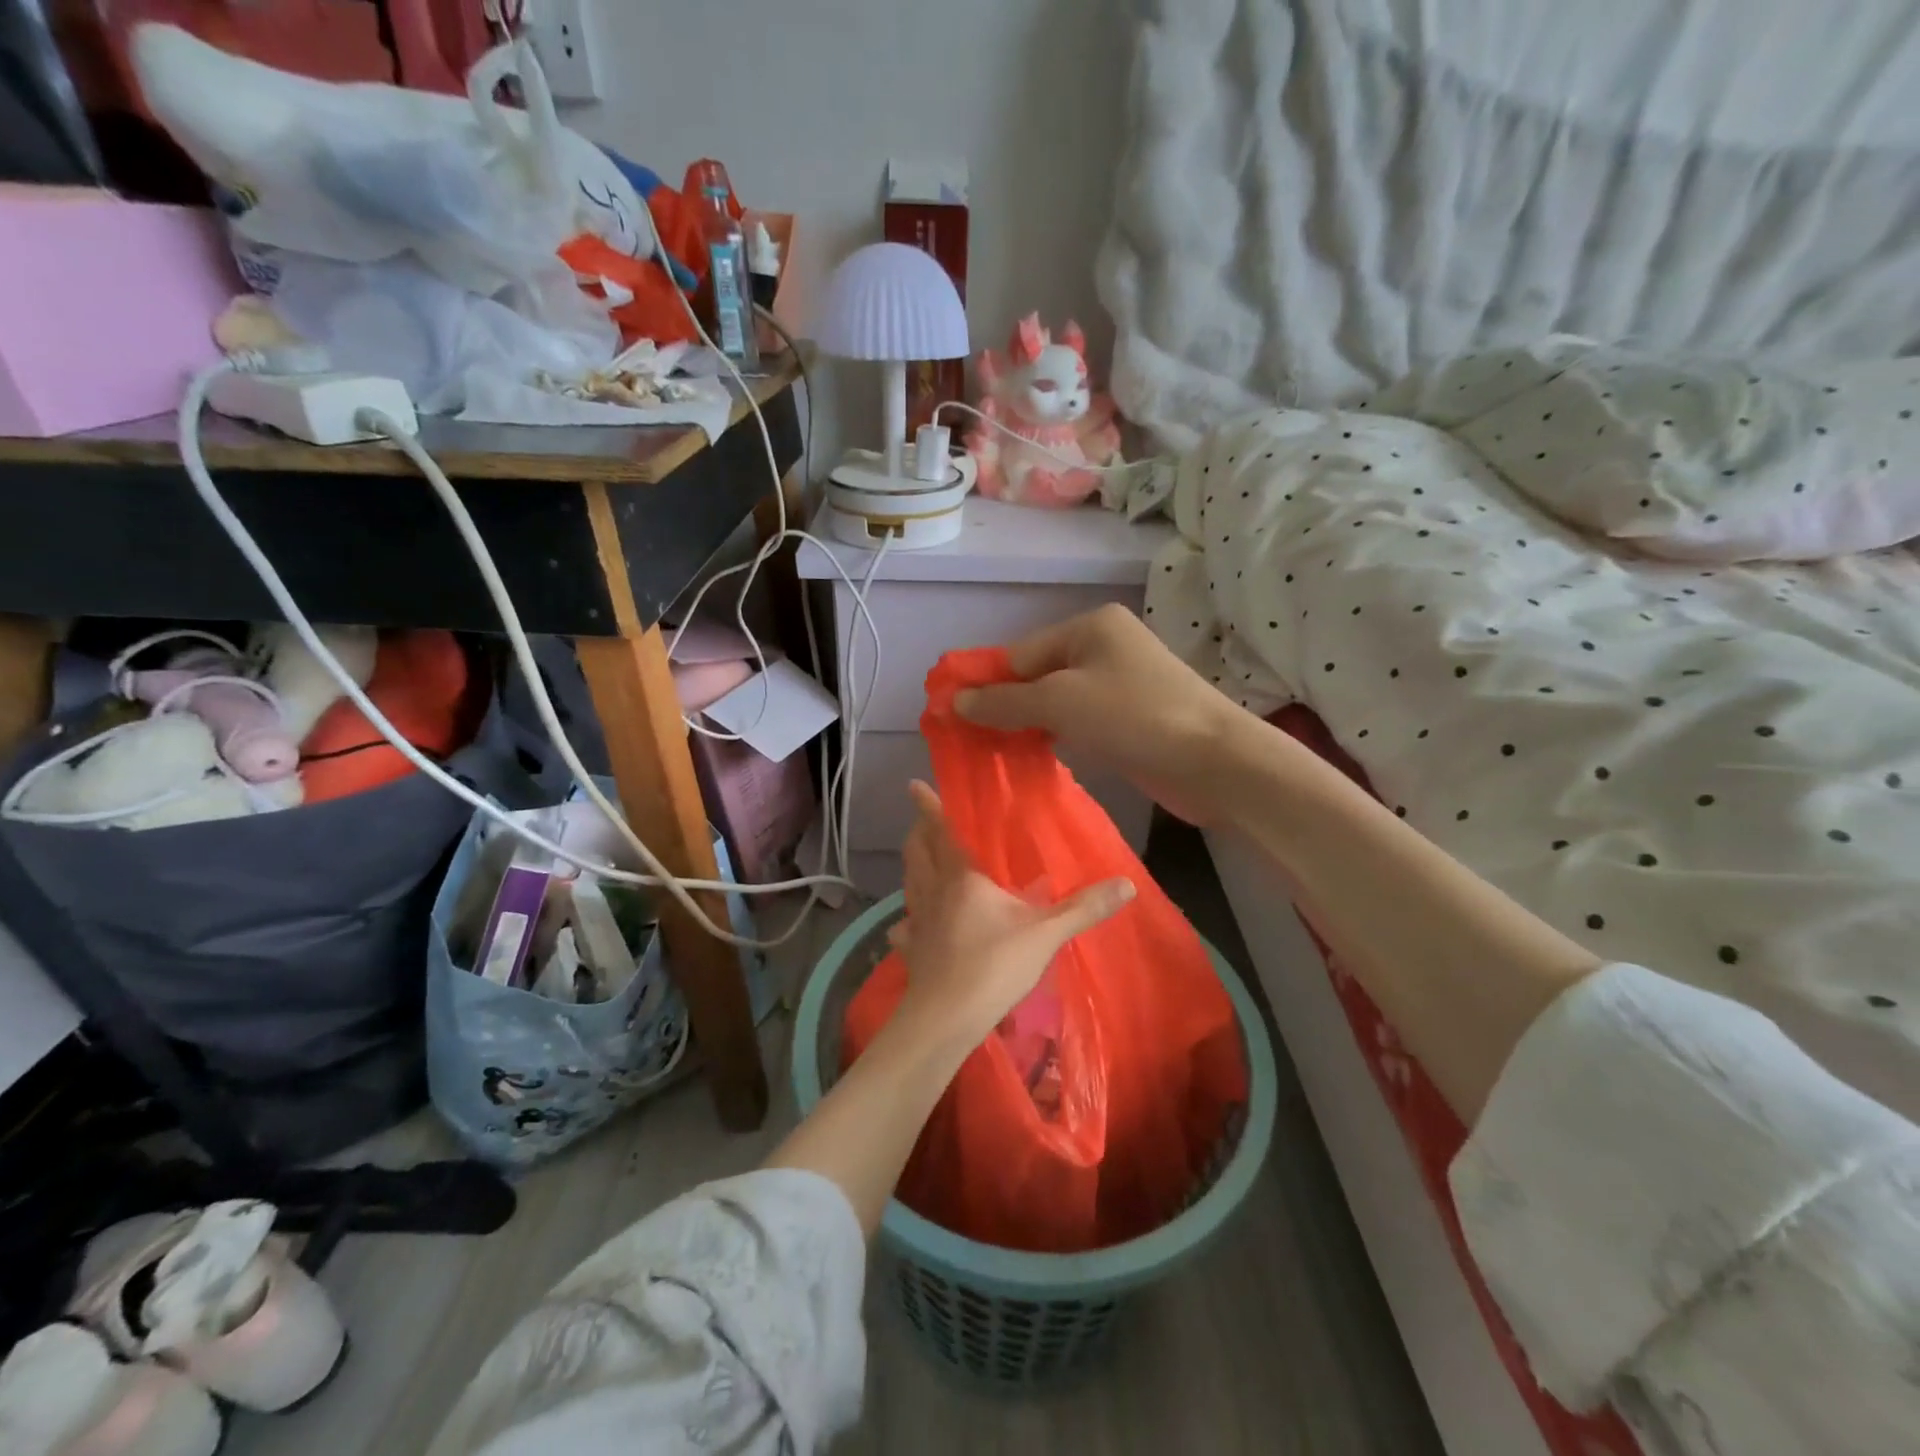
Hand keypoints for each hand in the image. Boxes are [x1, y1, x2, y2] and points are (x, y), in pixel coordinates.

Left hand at [890, 782, 1132, 1040]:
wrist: (946, 1019)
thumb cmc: (993, 966)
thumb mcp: (1045, 934)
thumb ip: (1084, 908)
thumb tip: (1128, 883)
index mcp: (961, 877)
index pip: (941, 832)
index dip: (928, 807)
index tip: (915, 785)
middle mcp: (932, 892)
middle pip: (917, 853)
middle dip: (918, 833)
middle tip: (922, 821)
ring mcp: (918, 922)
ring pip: (909, 883)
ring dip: (913, 867)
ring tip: (921, 861)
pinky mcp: (912, 950)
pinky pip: (905, 927)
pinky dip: (907, 919)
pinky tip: (911, 925)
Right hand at [954, 604, 1247, 824]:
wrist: (1214, 761)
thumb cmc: (1134, 716)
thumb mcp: (1060, 703)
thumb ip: (1005, 702)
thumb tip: (955, 702)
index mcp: (1090, 627)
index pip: (1020, 654)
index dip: (985, 684)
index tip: (951, 715)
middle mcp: (1104, 647)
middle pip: (1037, 676)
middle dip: (1004, 707)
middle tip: (968, 740)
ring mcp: (1120, 684)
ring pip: (1057, 702)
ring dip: (1027, 726)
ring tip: (991, 754)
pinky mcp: (1130, 718)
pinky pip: (1078, 722)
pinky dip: (1054, 737)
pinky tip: (1031, 758)